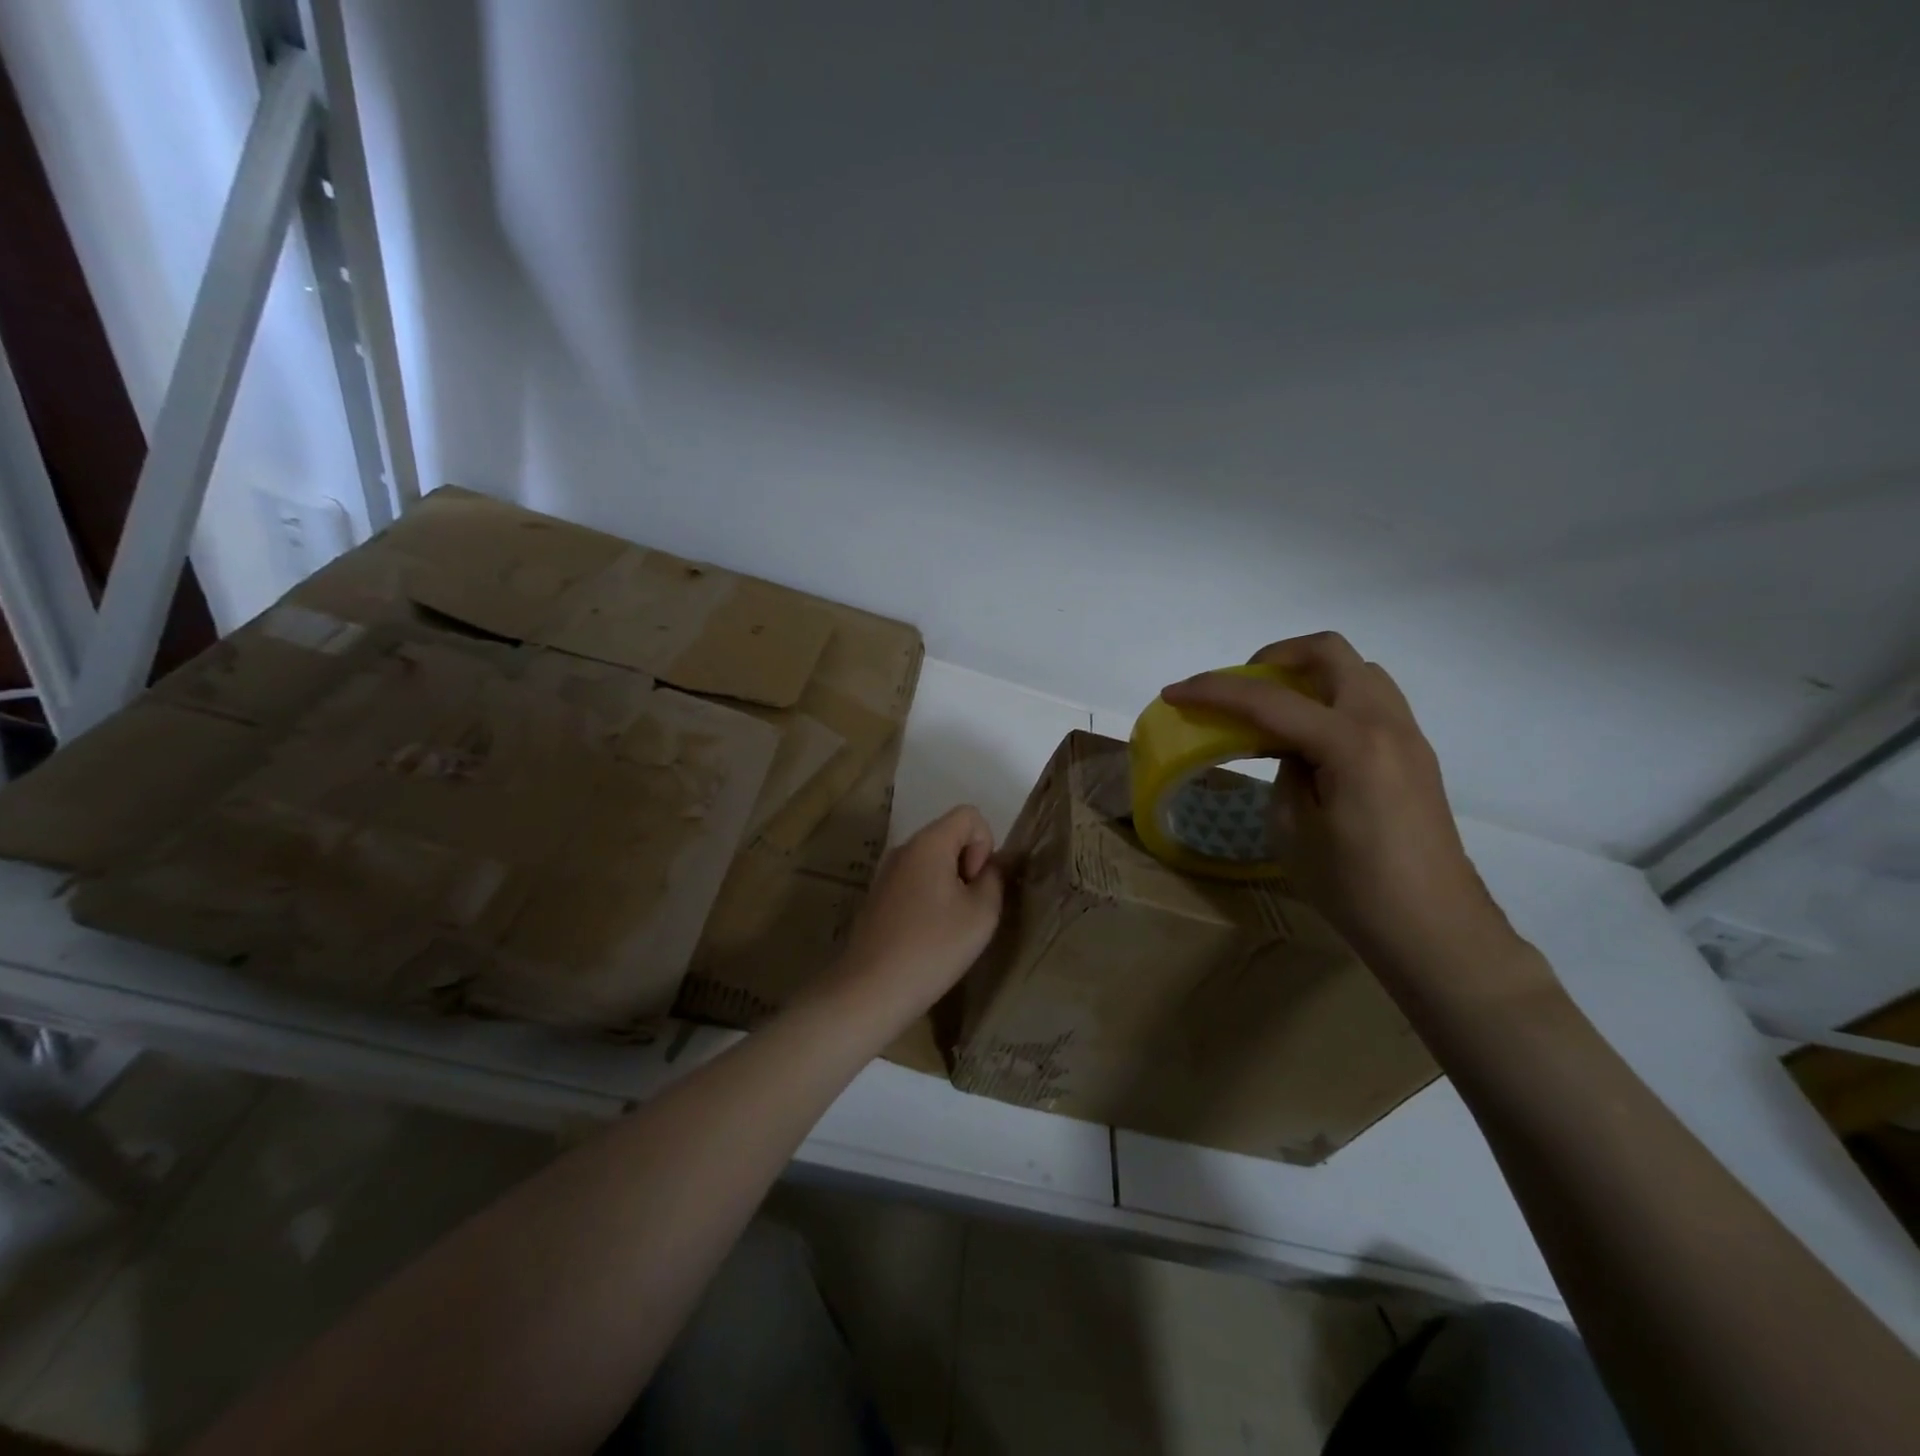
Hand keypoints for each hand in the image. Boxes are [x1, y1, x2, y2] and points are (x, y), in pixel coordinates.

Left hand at [823, 806, 1004, 1024]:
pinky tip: (929, 936)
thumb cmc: (932, 948)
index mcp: (928, 843)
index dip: (985, 844)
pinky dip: (930, 898)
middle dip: (969, 865)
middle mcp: (904, 848)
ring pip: (932, 861)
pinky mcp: (877, 897)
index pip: (969, 815)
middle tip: (970, 909)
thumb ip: (995, 879)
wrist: (871, 989)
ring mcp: (886, 873)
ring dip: (950, 884)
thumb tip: (991, 867)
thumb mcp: (981, 914)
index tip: (976, 884)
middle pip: (949, 836)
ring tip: (951, 926)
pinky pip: (914, 882)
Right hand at [1161, 633, 1528, 992]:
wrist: (1434, 930)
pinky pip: (1369, 700)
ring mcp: (1407, 735)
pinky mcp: (1414, 754)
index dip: (1214, 691)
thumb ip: (1284, 771)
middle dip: (1273, 658)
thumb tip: (1290, 748)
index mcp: (1350, 744)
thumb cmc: (1355, 888)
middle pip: (1328, 652)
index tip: (1174, 693)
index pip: (1269, 700)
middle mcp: (1385, 723)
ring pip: (1355, 670)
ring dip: (1307, 676)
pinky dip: (1330, 700)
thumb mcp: (1293, 829)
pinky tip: (1309, 742)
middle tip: (1242, 690)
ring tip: (1274, 714)